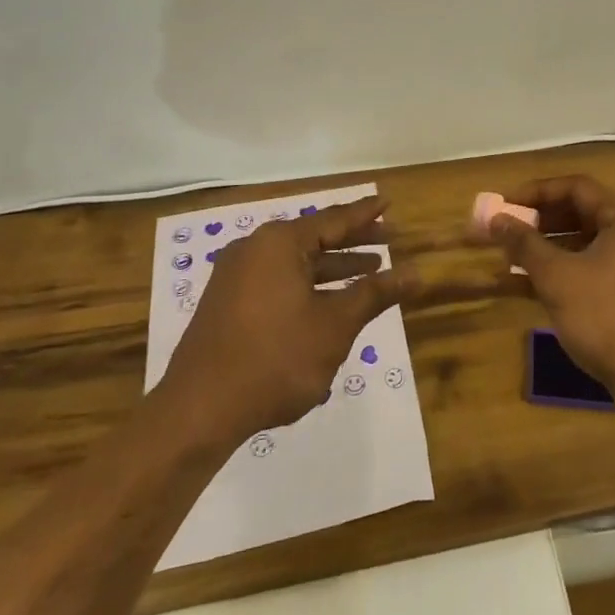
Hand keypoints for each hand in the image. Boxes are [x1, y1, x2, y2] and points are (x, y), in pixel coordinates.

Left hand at [160, 196, 416, 447]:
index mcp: (279, 243)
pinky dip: (307, 284)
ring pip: (296, 261)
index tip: (388, 202)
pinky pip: (277, 279)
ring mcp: (236, 275)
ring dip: (332, 267)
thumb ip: (375, 294)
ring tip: (369, 272)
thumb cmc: (275, 360)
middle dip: (353, 242)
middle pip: (315, 237)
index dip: (365, 214)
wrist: (198, 411)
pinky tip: (328, 301)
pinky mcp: (227, 302)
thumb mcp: (335, 326)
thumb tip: (415, 273)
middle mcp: (255, 248)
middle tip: (389, 240)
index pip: (334, 219)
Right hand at [484, 176, 614, 412]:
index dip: (536, 192)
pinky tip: (524, 288)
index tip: (504, 204)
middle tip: (502, 232)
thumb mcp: (558, 277)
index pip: (575, 187)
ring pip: (581, 247)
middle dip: (536, 223)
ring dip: (543, 252)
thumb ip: (524, 244)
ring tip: (506, 260)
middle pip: (578, 215)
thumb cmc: (608, 316)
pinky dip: (559, 276)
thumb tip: (496, 219)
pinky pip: (588, 273)